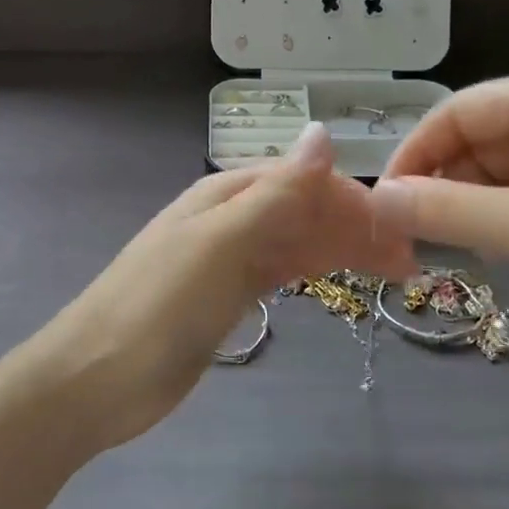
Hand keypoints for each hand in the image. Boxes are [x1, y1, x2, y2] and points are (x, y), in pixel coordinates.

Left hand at [42, 125, 414, 448]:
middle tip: (409, 261)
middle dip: (354, 226)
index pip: (301, 180)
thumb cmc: (160, 304)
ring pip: (294, 242)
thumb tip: (323, 132)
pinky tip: (336, 277)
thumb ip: (277, 193)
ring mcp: (225, 260)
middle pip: (302, 210)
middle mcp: (228, 219)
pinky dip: (310, 271)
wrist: (98, 377)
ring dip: (340, 249)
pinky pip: (278, 272)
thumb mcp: (222, 243)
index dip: (352, 198)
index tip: (401, 227)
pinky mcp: (225, 299)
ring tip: (392, 272)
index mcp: (225, 194)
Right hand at [369, 66, 508, 365]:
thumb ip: (447, 210)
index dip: (413, 154)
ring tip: (448, 250)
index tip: (381, 204)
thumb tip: (376, 200)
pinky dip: (505, 223)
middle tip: (409, 238)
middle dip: (442, 185)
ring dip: (471, 208)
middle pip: (480, 140)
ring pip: (504, 173)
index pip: (458, 112)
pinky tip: (495, 254)